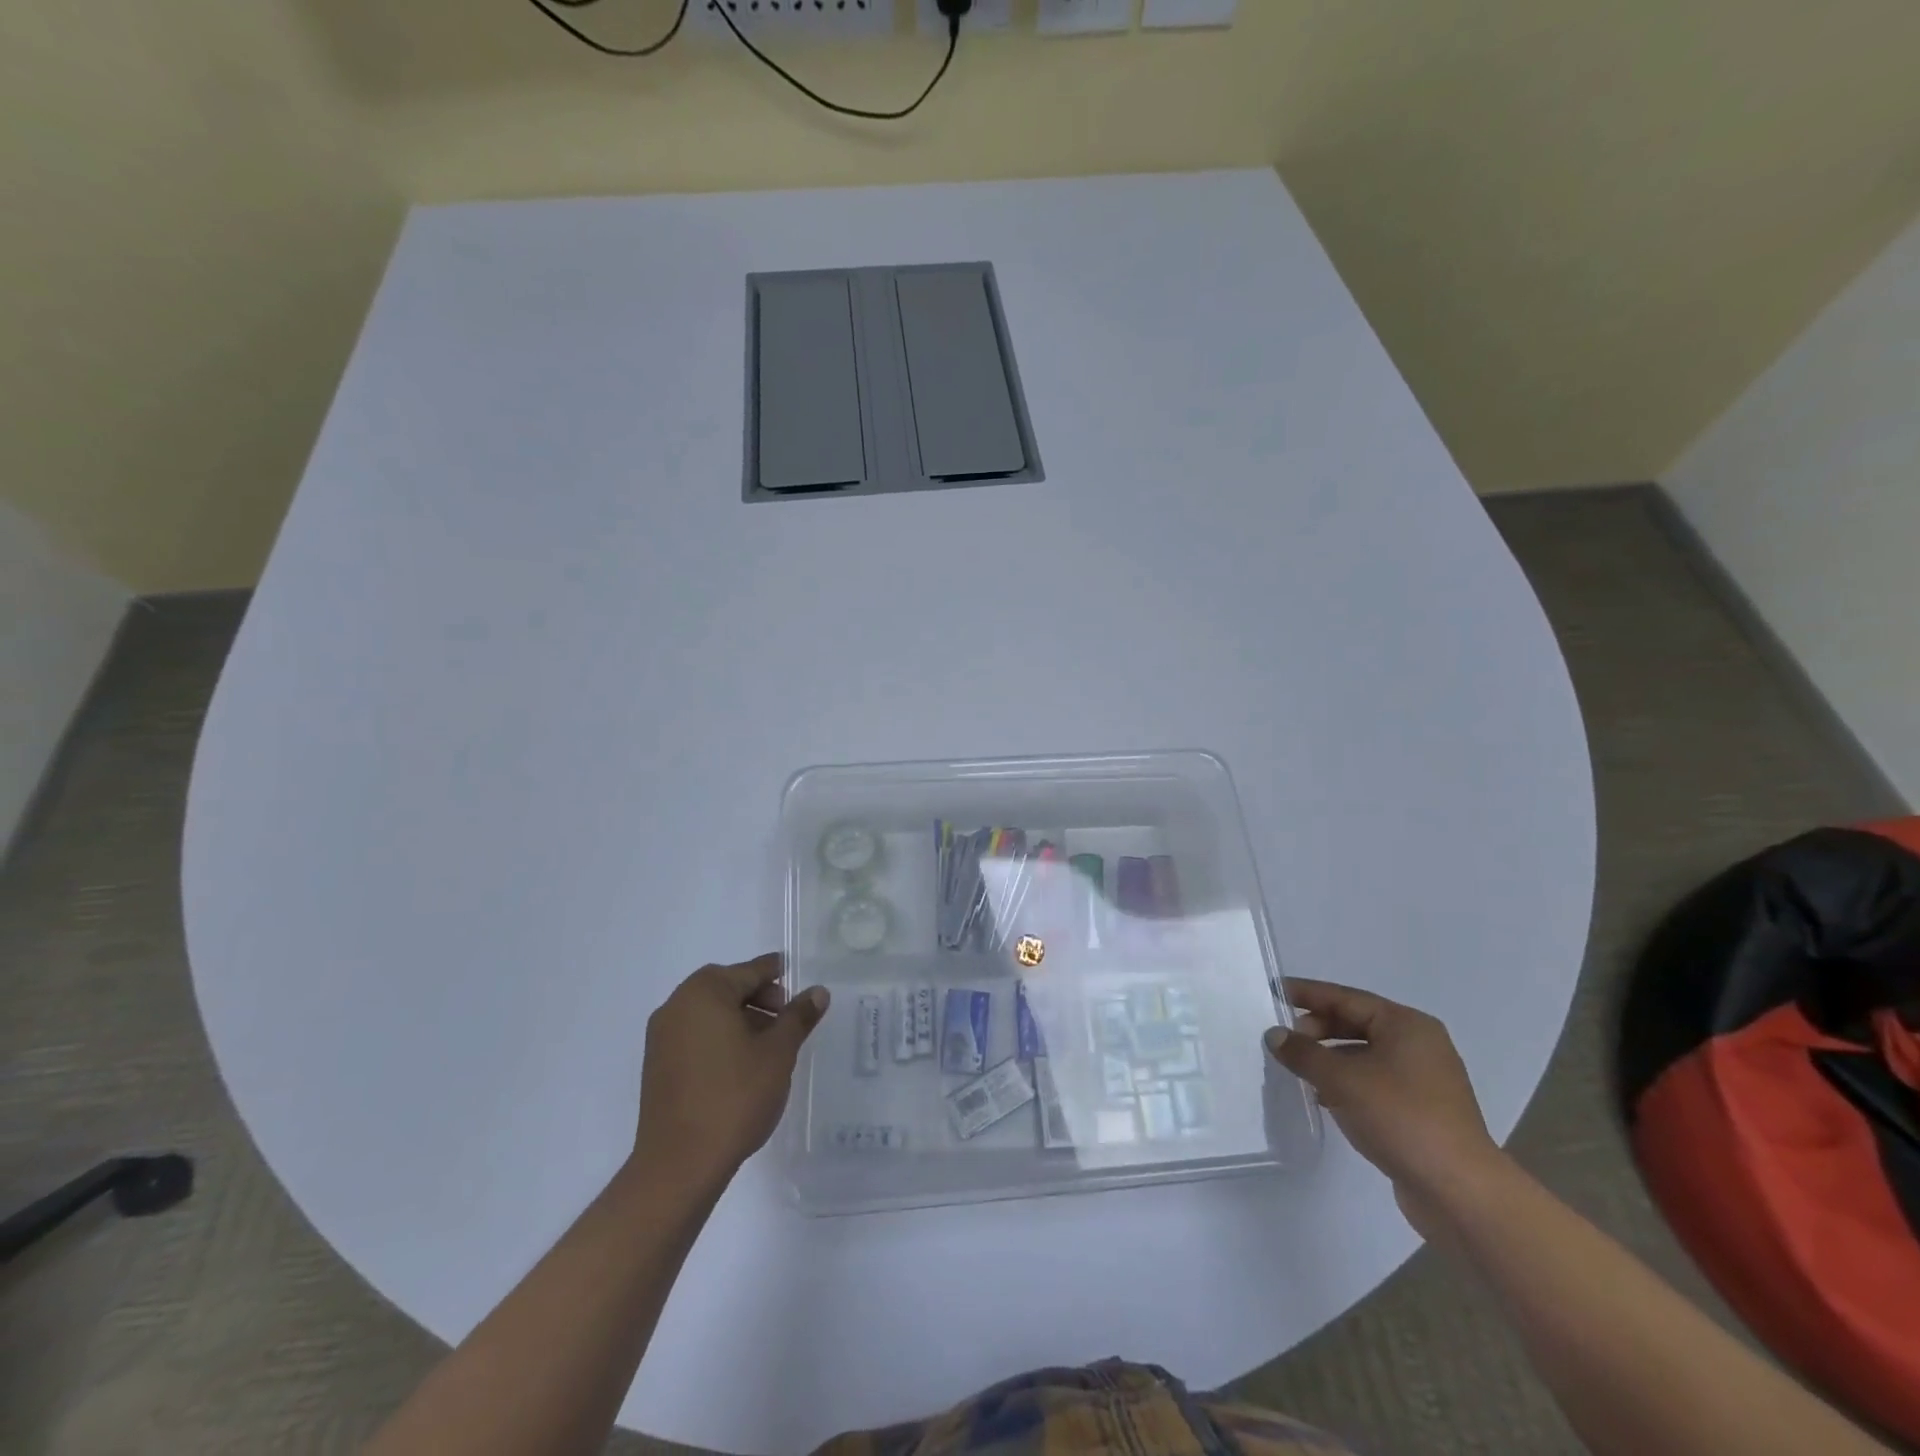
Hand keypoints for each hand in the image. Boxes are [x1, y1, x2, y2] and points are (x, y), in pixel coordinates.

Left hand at [631, 954, 829, 1192]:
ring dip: (739, 1017)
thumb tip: (817, 992)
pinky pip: (694, 1035)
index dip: (775, 973)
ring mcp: (661, 1037)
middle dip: (758, 996)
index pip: (749, 971)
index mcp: (705, 993)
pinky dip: (719, 1036)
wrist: (679, 1165)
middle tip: (786, 1017)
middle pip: (726, 987)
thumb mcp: (779, 1053)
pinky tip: (741, 1064)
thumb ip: (798, 1017)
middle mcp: (677, 1006)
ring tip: (769, 1044)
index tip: (795, 977)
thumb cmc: (734, 1097)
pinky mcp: (657, 1066)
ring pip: (709, 1012)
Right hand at [1265, 978, 1503, 1234]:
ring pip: (1365, 1055)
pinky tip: (1325, 1097)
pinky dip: (1348, 1082)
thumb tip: (1274, 1035)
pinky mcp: (1423, 1111)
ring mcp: (1425, 1080)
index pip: (1346, 998)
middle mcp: (1420, 1045)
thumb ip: (1303, 1053)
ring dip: (1330, 1058)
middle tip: (1286, 1039)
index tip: (1275, 991)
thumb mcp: (1341, 1080)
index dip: (1308, 994)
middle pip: (1357, 1023)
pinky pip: (1376, 1082)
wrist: (1459, 1192)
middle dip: (1318, 1029)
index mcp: (1407, 1025)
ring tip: (1299, 1069)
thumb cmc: (1400, 1118)